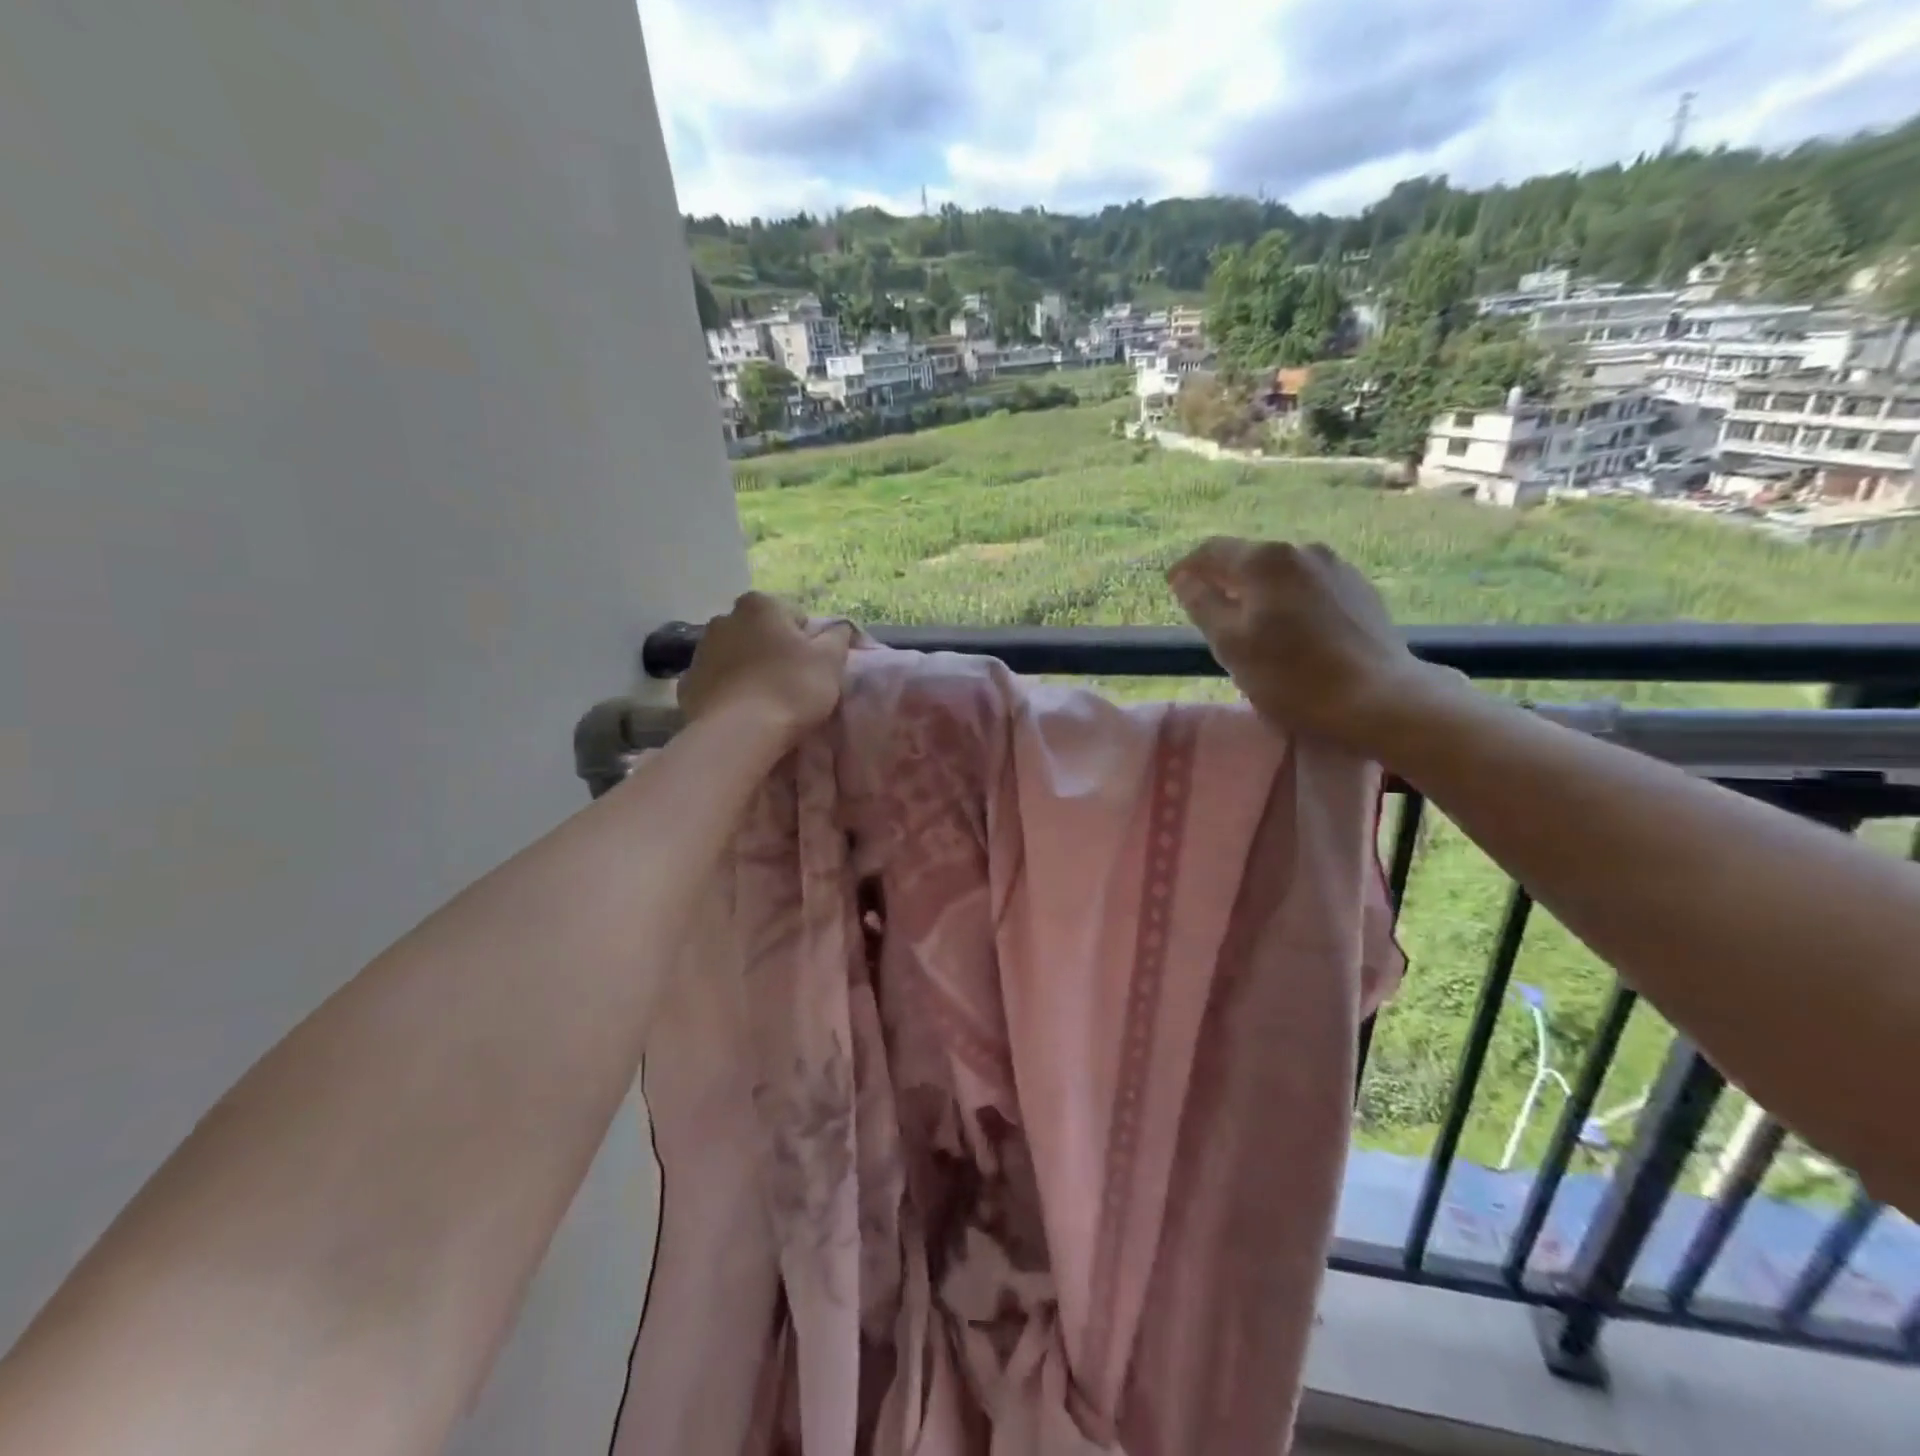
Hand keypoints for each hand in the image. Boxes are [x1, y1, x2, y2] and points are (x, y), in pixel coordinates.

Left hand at [677, 592, 850, 744]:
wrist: (738, 735)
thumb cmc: (790, 689)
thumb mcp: (830, 661)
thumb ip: (838, 636)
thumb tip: (840, 626)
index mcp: (760, 605)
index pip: (795, 616)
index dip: (809, 642)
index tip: (815, 668)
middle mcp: (725, 618)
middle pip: (761, 634)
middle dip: (776, 652)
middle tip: (793, 684)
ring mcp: (701, 651)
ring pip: (737, 657)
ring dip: (751, 670)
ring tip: (767, 701)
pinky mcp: (687, 684)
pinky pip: (717, 682)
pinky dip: (730, 691)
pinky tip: (744, 712)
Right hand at [1167, 538, 1435, 748]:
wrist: (1378, 699)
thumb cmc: (1291, 676)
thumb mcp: (1230, 645)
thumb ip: (1202, 605)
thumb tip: (1184, 579)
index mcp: (1265, 560)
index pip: (1212, 550)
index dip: (1187, 567)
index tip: (1172, 587)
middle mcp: (1302, 550)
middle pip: (1249, 558)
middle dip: (1224, 579)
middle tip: (1207, 608)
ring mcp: (1337, 568)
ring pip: (1282, 574)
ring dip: (1258, 591)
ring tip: (1250, 622)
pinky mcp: (1361, 591)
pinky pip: (1310, 587)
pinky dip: (1289, 601)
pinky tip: (1290, 629)